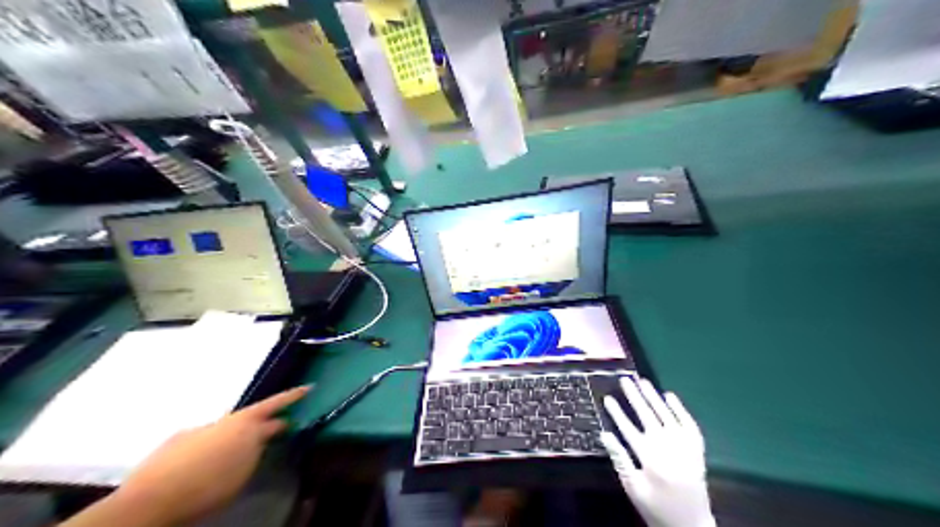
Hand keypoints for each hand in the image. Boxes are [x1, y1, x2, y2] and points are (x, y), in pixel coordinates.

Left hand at [112, 386, 307, 523]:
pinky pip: (207, 435)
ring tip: (242, 448)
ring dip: (239, 432)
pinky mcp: (179, 438)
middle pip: (255, 414)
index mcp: (246, 425)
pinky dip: (215, 443)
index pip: (276, 405)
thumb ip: (255, 449)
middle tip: (282, 422)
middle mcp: (226, 420)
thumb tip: (261, 438)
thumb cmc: (207, 488)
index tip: (308, 387)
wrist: (150, 500)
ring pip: (229, 424)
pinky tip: (209, 459)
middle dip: (270, 417)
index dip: (294, 396)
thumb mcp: (243, 472)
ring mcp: (202, 427)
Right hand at [597, 376, 717, 526]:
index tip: (607, 398)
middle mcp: (668, 449)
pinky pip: (689, 424)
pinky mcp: (697, 450)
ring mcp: (685, 448)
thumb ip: (620, 460)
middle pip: (648, 417)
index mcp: (650, 459)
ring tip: (643, 382)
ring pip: (667, 416)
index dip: (617, 413)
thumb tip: (605, 434)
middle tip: (625, 380)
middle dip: (635, 397)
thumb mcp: (633, 488)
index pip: (629, 429)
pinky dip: (680, 409)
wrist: (691, 526)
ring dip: (654, 397)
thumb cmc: (656, 508)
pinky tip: (670, 397)